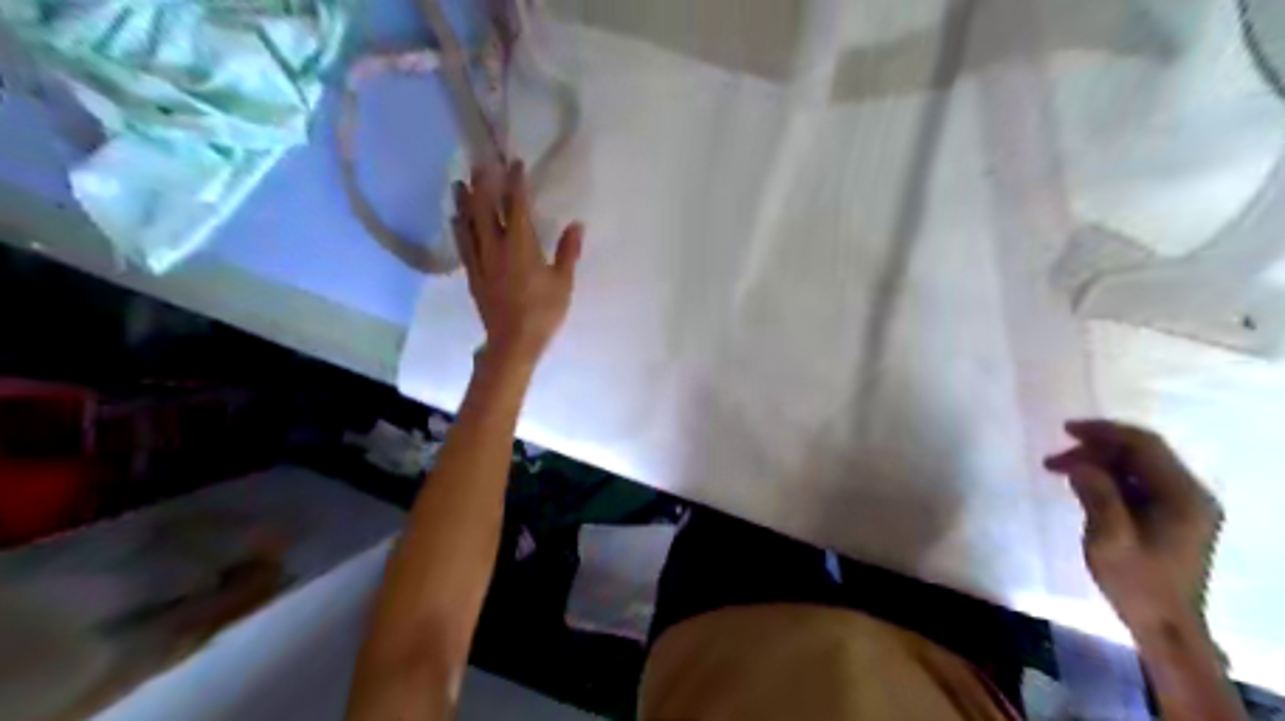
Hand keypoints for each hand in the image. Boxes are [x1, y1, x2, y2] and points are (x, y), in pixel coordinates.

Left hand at [450, 160, 582, 364]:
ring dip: (464, 203)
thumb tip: (576, 225)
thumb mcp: (563, 283)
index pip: (517, 207)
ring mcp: (481, 261)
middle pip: (486, 210)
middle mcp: (496, 248)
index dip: (515, 183)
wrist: (513, 342)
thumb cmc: (543, 312)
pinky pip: (463, 246)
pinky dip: (458, 229)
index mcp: (521, 246)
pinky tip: (455, 220)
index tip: (515, 164)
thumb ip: (567, 252)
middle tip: (479, 163)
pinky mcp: (473, 275)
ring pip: (469, 226)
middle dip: (483, 185)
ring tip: (458, 184)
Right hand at [1048, 421, 1216, 632]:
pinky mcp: (1171, 517)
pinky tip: (1082, 485)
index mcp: (1182, 496)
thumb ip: (1097, 494)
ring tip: (1059, 471)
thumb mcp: (1110, 538)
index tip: (1065, 430)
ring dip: (1097, 463)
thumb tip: (1079, 463)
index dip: (1104, 432)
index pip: (1144, 446)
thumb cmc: (1136, 582)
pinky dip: (1107, 477)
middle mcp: (1189, 495)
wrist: (1165, 624)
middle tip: (1054, 460)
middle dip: (1095, 449)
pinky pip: (1137, 483)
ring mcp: (1182, 506)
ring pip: (1136, 467)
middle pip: (1141, 454)